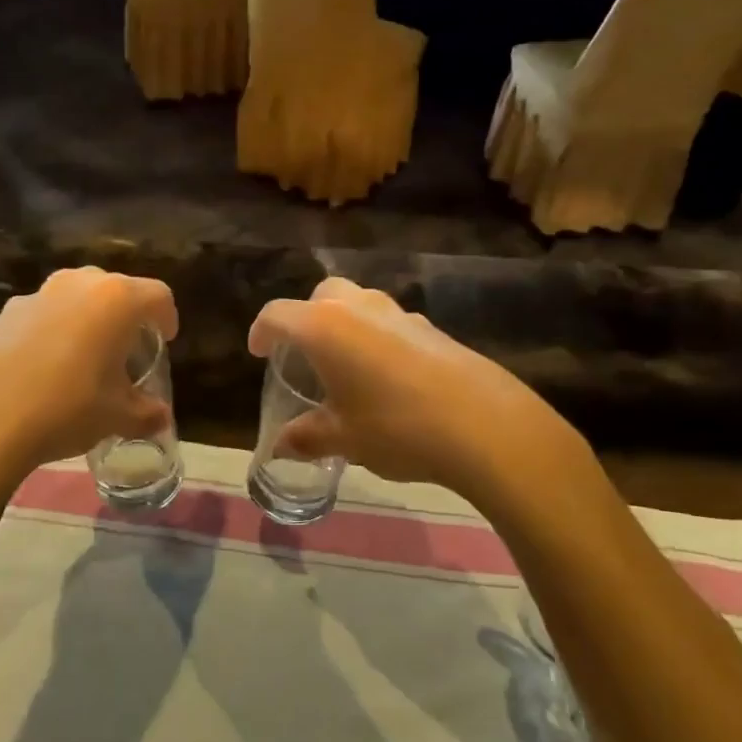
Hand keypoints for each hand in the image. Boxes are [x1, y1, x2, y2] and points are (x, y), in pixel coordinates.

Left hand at [0, 267, 177, 488]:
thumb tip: (160, 418)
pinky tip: (42, 369)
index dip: (167, 317)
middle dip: (126, 315)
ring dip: (87, 319)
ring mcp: (37, 294)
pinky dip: (52, 331)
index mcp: (116, 299)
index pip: (158, 295)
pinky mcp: (3, 312)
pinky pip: (42, 314)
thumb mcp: (116, 416)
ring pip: (75, 297)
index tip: (164, 340)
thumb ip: (145, 413)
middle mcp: (78, 284)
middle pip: (115, 289)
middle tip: (126, 349)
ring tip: (84, 358)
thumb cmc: (66, 408)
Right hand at [248, 277, 598, 509]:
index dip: (261, 331)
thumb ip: (307, 437)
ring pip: (359, 303)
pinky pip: (389, 322)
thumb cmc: (396, 426)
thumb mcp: (343, 438)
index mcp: (324, 327)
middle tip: (304, 354)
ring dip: (344, 324)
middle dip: (306, 317)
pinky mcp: (430, 327)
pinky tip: (387, 377)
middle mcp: (358, 307)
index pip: (278, 314)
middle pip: (322, 295)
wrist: (483, 424)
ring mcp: (398, 313)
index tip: (258, 352)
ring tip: (345, 366)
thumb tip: (281, 446)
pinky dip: (377, 337)